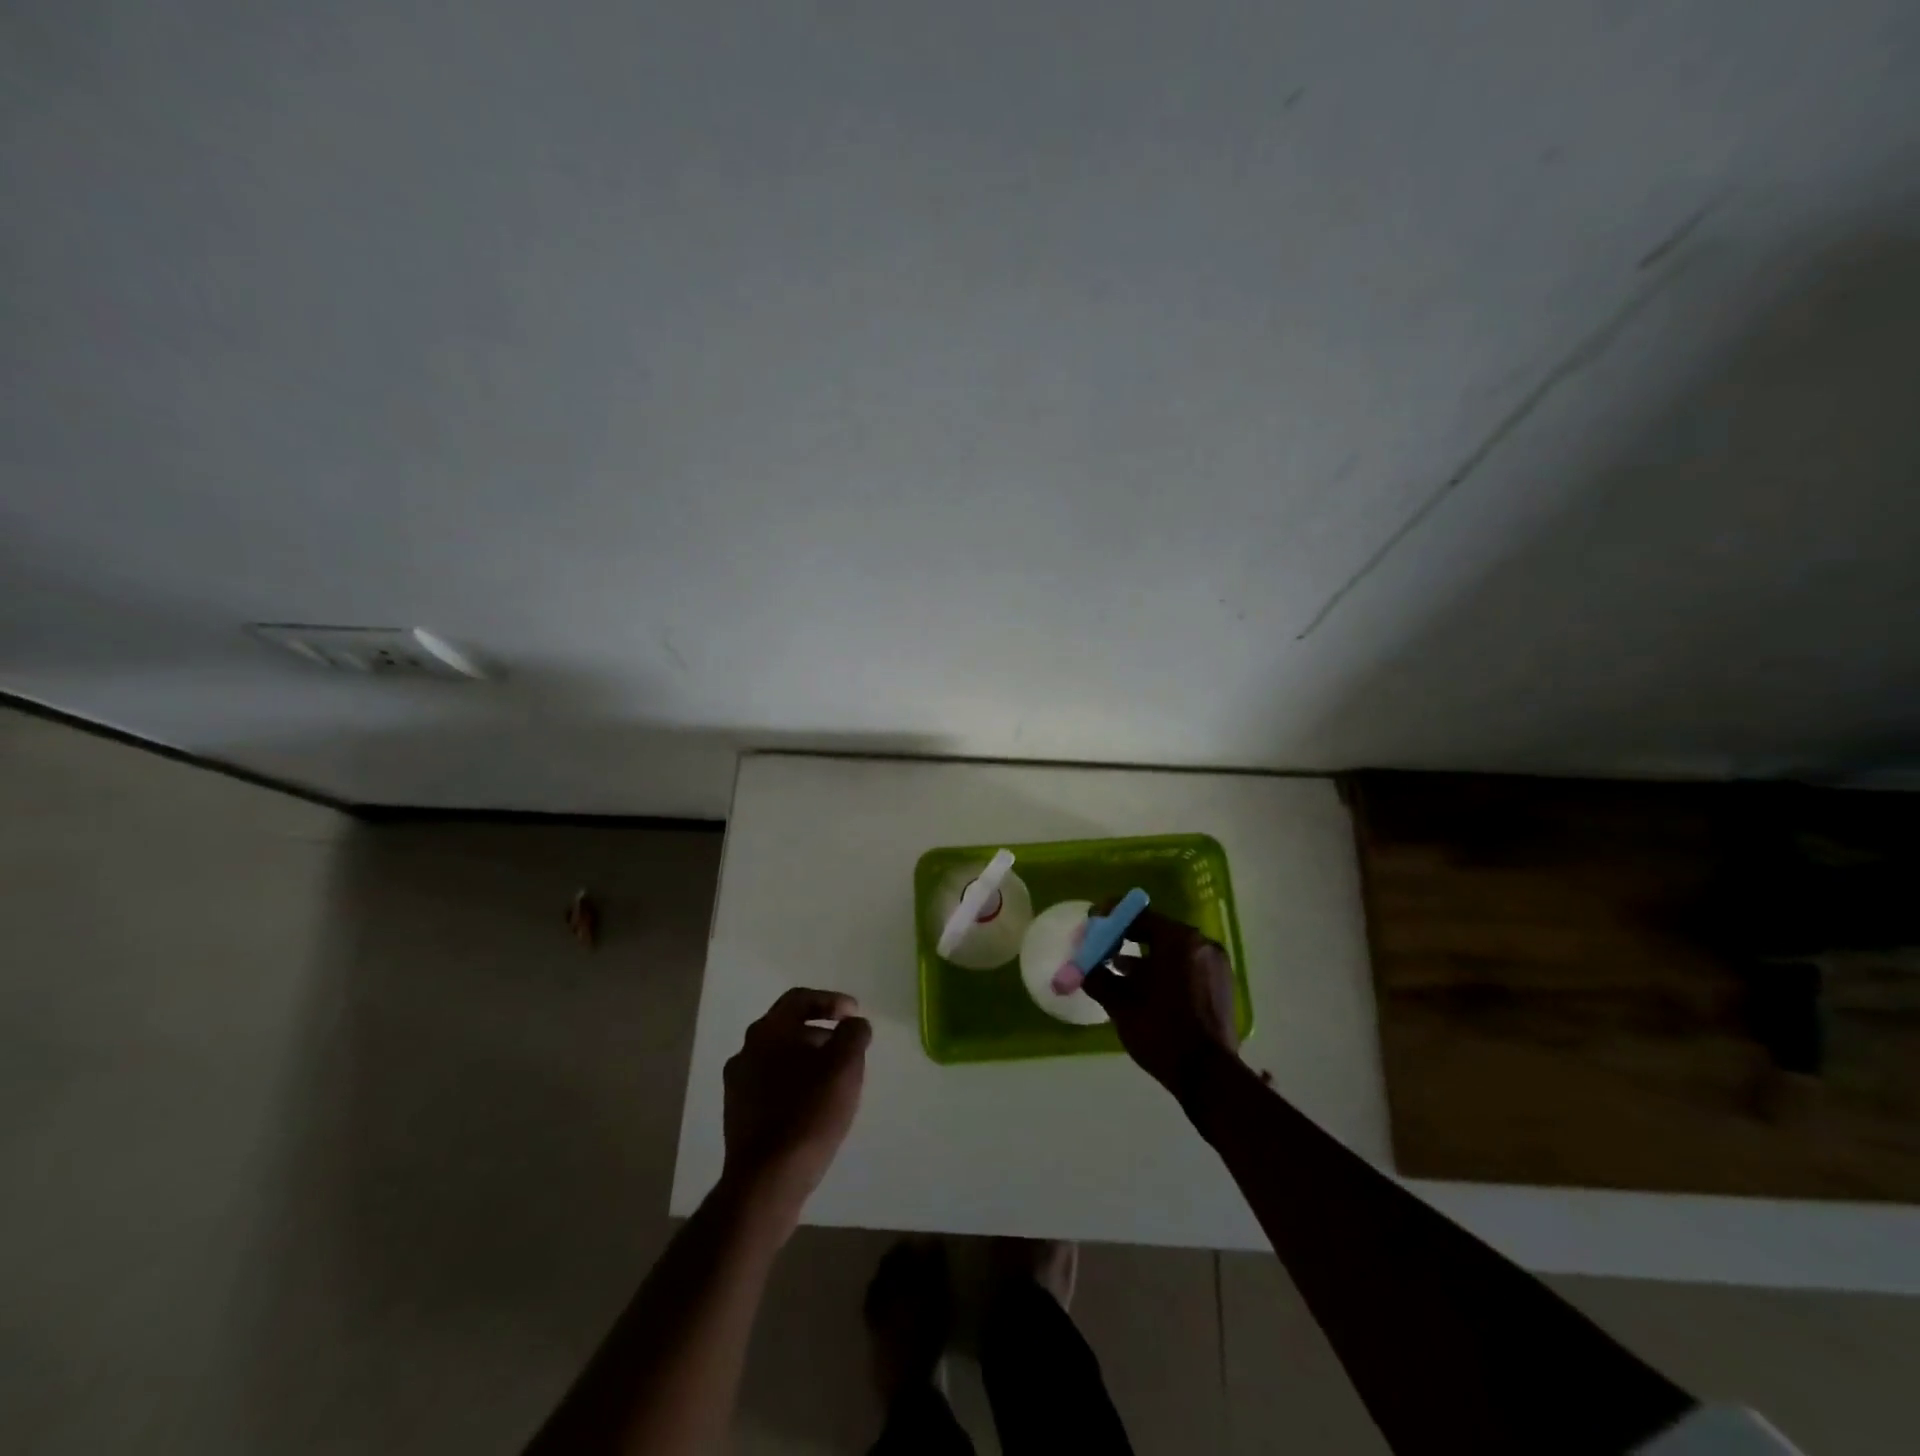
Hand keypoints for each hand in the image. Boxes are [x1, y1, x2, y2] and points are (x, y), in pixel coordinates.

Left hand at [721, 988, 871, 1233]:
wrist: (766, 1182)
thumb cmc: (808, 1114)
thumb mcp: (845, 1067)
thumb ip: (854, 1035)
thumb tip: (854, 1024)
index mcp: (767, 1032)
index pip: (799, 999)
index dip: (831, 1001)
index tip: (854, 1014)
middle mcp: (746, 1051)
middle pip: (788, 1028)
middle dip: (821, 1032)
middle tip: (847, 1048)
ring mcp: (738, 1086)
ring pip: (779, 1058)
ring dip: (808, 1060)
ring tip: (835, 1079)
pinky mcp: (738, 1116)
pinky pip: (771, 1086)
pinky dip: (795, 1084)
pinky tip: (814, 1106)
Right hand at [1080, 907, 1239, 1097]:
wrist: (1208, 1076)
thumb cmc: (1161, 1031)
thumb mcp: (1121, 1004)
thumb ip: (1098, 977)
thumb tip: (1080, 967)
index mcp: (1179, 940)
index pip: (1138, 915)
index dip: (1109, 918)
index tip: (1090, 925)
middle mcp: (1201, 944)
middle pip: (1156, 930)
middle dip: (1125, 937)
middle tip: (1101, 948)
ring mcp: (1215, 964)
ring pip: (1171, 950)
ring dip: (1143, 956)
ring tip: (1116, 971)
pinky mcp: (1221, 985)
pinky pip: (1185, 965)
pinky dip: (1163, 969)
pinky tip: (1143, 987)